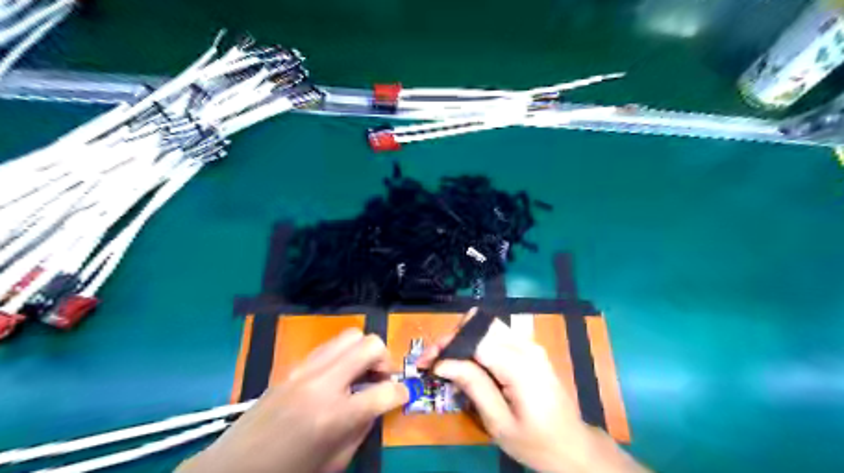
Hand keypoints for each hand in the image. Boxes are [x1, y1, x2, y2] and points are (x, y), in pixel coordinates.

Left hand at [180, 329, 409, 472]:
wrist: (232, 470)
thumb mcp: (334, 462)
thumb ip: (362, 428)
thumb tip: (377, 404)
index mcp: (335, 416)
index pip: (384, 391)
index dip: (401, 392)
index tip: (403, 395)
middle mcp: (322, 383)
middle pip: (369, 345)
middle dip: (385, 359)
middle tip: (380, 378)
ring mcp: (305, 370)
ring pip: (349, 336)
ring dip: (363, 351)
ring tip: (360, 373)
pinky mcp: (293, 367)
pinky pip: (328, 347)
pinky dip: (342, 355)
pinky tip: (337, 376)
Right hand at [418, 311, 646, 472]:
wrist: (573, 446)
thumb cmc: (536, 442)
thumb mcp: (499, 423)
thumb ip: (473, 386)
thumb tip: (443, 363)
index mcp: (519, 365)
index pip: (474, 339)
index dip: (446, 346)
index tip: (425, 362)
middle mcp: (525, 346)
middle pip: (479, 324)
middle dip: (452, 338)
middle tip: (433, 361)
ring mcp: (529, 344)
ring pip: (486, 325)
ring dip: (463, 339)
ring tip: (446, 361)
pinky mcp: (529, 349)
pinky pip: (496, 335)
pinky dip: (476, 343)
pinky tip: (466, 362)